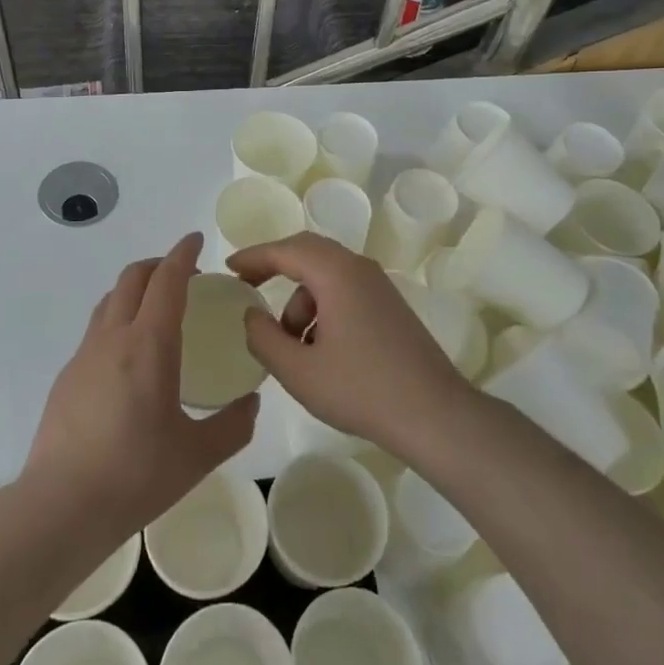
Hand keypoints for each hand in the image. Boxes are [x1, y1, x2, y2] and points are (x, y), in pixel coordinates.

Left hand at [24, 232, 257, 536]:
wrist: (60, 506)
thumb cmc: (135, 476)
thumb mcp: (198, 455)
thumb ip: (233, 425)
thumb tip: (250, 403)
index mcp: (149, 345)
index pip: (167, 280)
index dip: (182, 254)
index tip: (196, 240)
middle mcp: (113, 338)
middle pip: (132, 278)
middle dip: (159, 265)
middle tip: (185, 276)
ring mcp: (84, 355)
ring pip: (109, 300)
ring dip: (135, 289)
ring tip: (158, 310)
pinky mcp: (67, 376)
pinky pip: (96, 329)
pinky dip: (118, 319)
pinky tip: (130, 358)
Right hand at [228, 233, 468, 459]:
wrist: (434, 414)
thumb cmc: (361, 389)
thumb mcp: (299, 371)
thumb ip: (264, 338)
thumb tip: (251, 316)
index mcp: (336, 273)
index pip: (286, 250)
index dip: (253, 257)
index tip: (229, 269)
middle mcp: (359, 269)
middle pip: (308, 252)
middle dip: (275, 267)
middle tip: (248, 287)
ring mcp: (379, 286)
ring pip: (326, 276)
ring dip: (300, 300)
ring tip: (290, 344)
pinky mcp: (390, 306)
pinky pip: (345, 292)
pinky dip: (322, 309)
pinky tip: (319, 350)